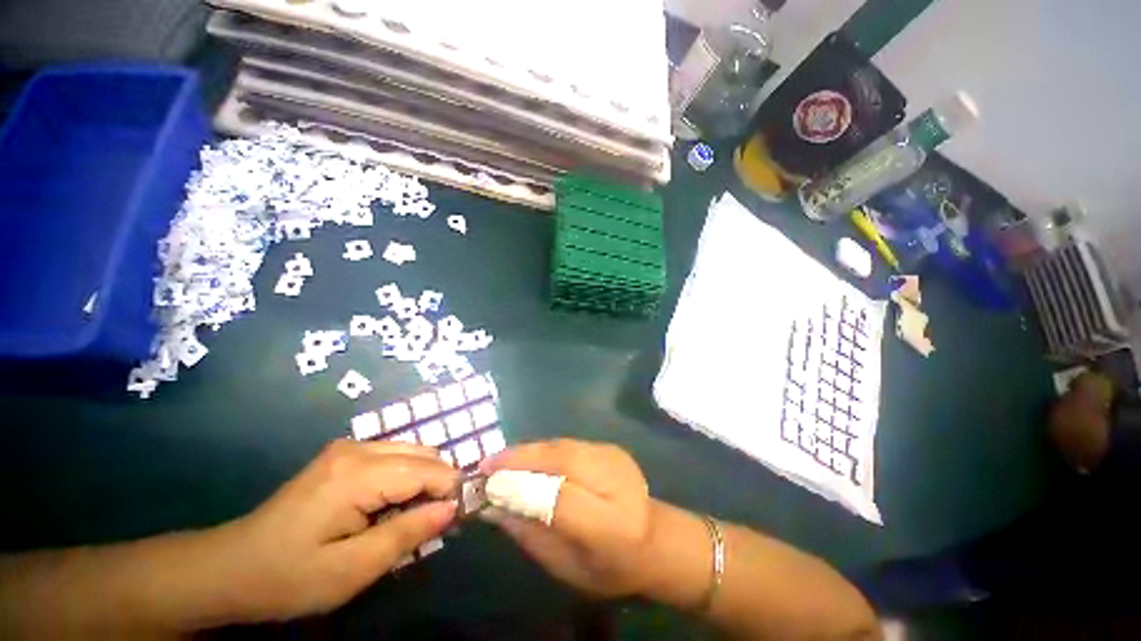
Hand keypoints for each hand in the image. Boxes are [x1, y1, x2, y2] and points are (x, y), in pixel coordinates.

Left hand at [213, 440, 457, 620]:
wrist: (230, 567)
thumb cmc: (289, 576)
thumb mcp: (352, 570)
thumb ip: (407, 534)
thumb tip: (452, 508)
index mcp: (358, 474)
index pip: (429, 469)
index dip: (451, 490)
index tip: (458, 518)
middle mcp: (358, 448)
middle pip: (425, 454)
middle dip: (439, 484)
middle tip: (432, 522)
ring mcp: (349, 447)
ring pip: (413, 451)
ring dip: (423, 480)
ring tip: (410, 516)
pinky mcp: (344, 454)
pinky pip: (395, 455)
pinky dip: (406, 476)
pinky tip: (390, 504)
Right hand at [479, 439, 651, 597]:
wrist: (653, 538)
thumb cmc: (607, 566)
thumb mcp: (564, 566)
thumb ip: (529, 534)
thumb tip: (491, 507)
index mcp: (610, 526)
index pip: (560, 498)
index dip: (521, 488)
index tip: (488, 485)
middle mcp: (615, 482)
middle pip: (562, 460)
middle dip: (521, 459)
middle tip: (487, 463)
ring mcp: (615, 458)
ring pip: (563, 446)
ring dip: (530, 450)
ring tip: (502, 459)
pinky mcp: (611, 447)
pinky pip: (570, 444)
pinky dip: (544, 449)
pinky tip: (528, 456)